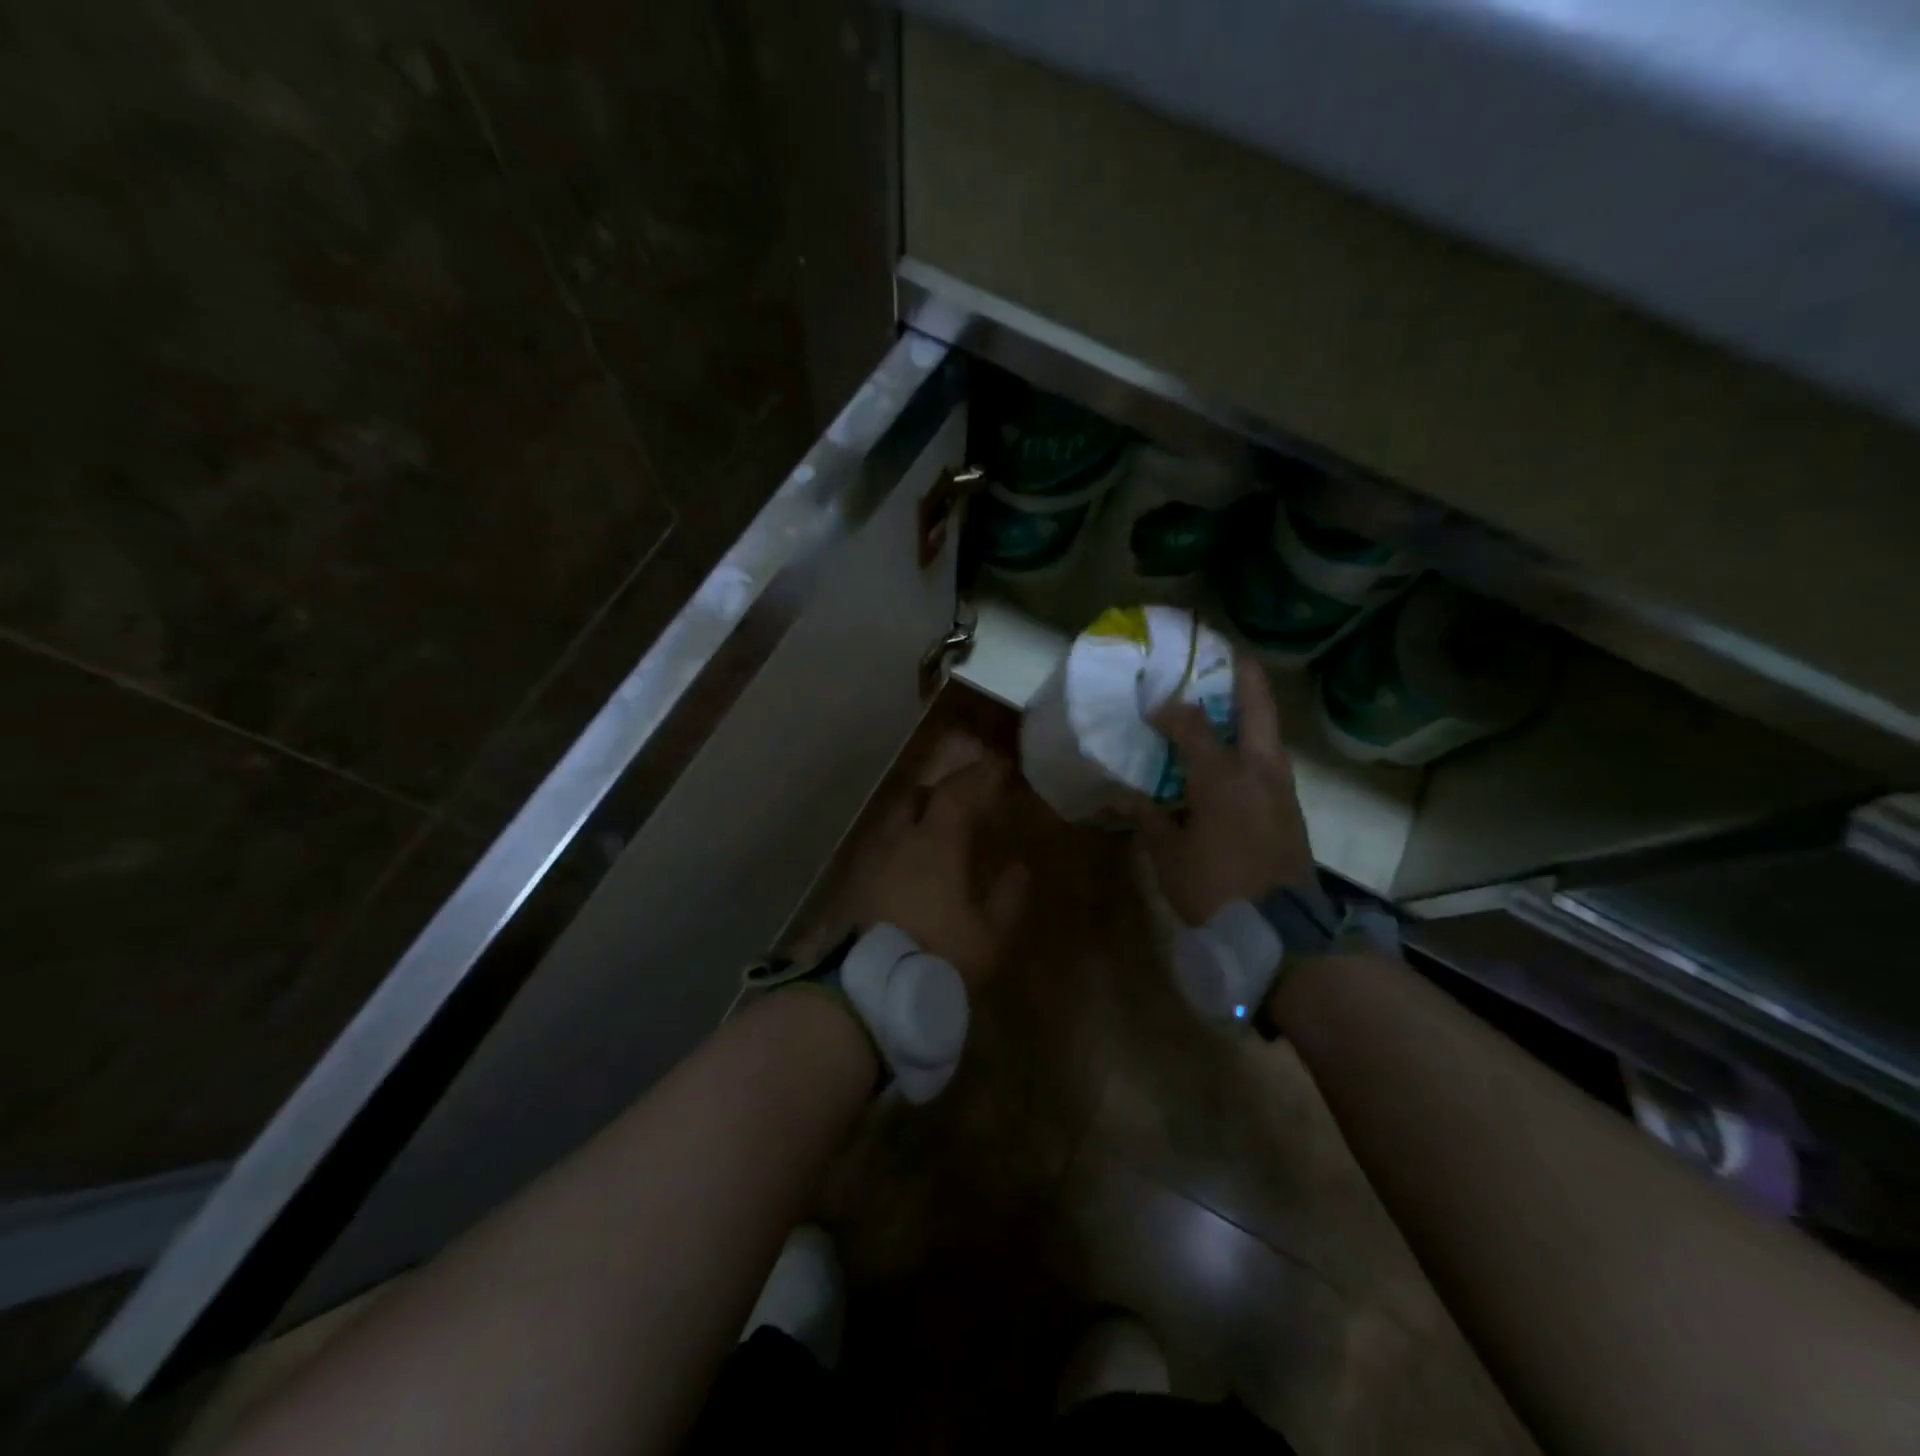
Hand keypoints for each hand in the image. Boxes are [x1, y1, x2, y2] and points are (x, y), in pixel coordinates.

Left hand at [845, 742, 1030, 992]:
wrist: (872, 992)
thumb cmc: (940, 956)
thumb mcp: (990, 934)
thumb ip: (1008, 897)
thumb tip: (1019, 869)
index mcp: (935, 843)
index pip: (955, 793)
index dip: (976, 776)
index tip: (994, 767)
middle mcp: (899, 841)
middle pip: (915, 797)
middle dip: (939, 791)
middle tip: (961, 800)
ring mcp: (872, 861)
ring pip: (892, 821)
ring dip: (915, 816)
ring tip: (934, 833)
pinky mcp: (855, 885)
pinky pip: (880, 848)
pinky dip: (899, 843)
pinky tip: (909, 866)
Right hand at [1142, 655, 1314, 925]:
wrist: (1282, 932)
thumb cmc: (1216, 889)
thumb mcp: (1168, 855)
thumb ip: (1148, 817)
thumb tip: (1127, 794)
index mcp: (1221, 775)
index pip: (1191, 723)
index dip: (1169, 709)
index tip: (1151, 707)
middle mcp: (1258, 769)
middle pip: (1257, 706)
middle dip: (1243, 675)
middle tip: (1226, 654)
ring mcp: (1281, 787)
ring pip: (1269, 732)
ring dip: (1251, 710)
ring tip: (1227, 700)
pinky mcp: (1290, 808)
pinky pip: (1270, 760)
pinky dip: (1253, 744)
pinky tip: (1233, 755)